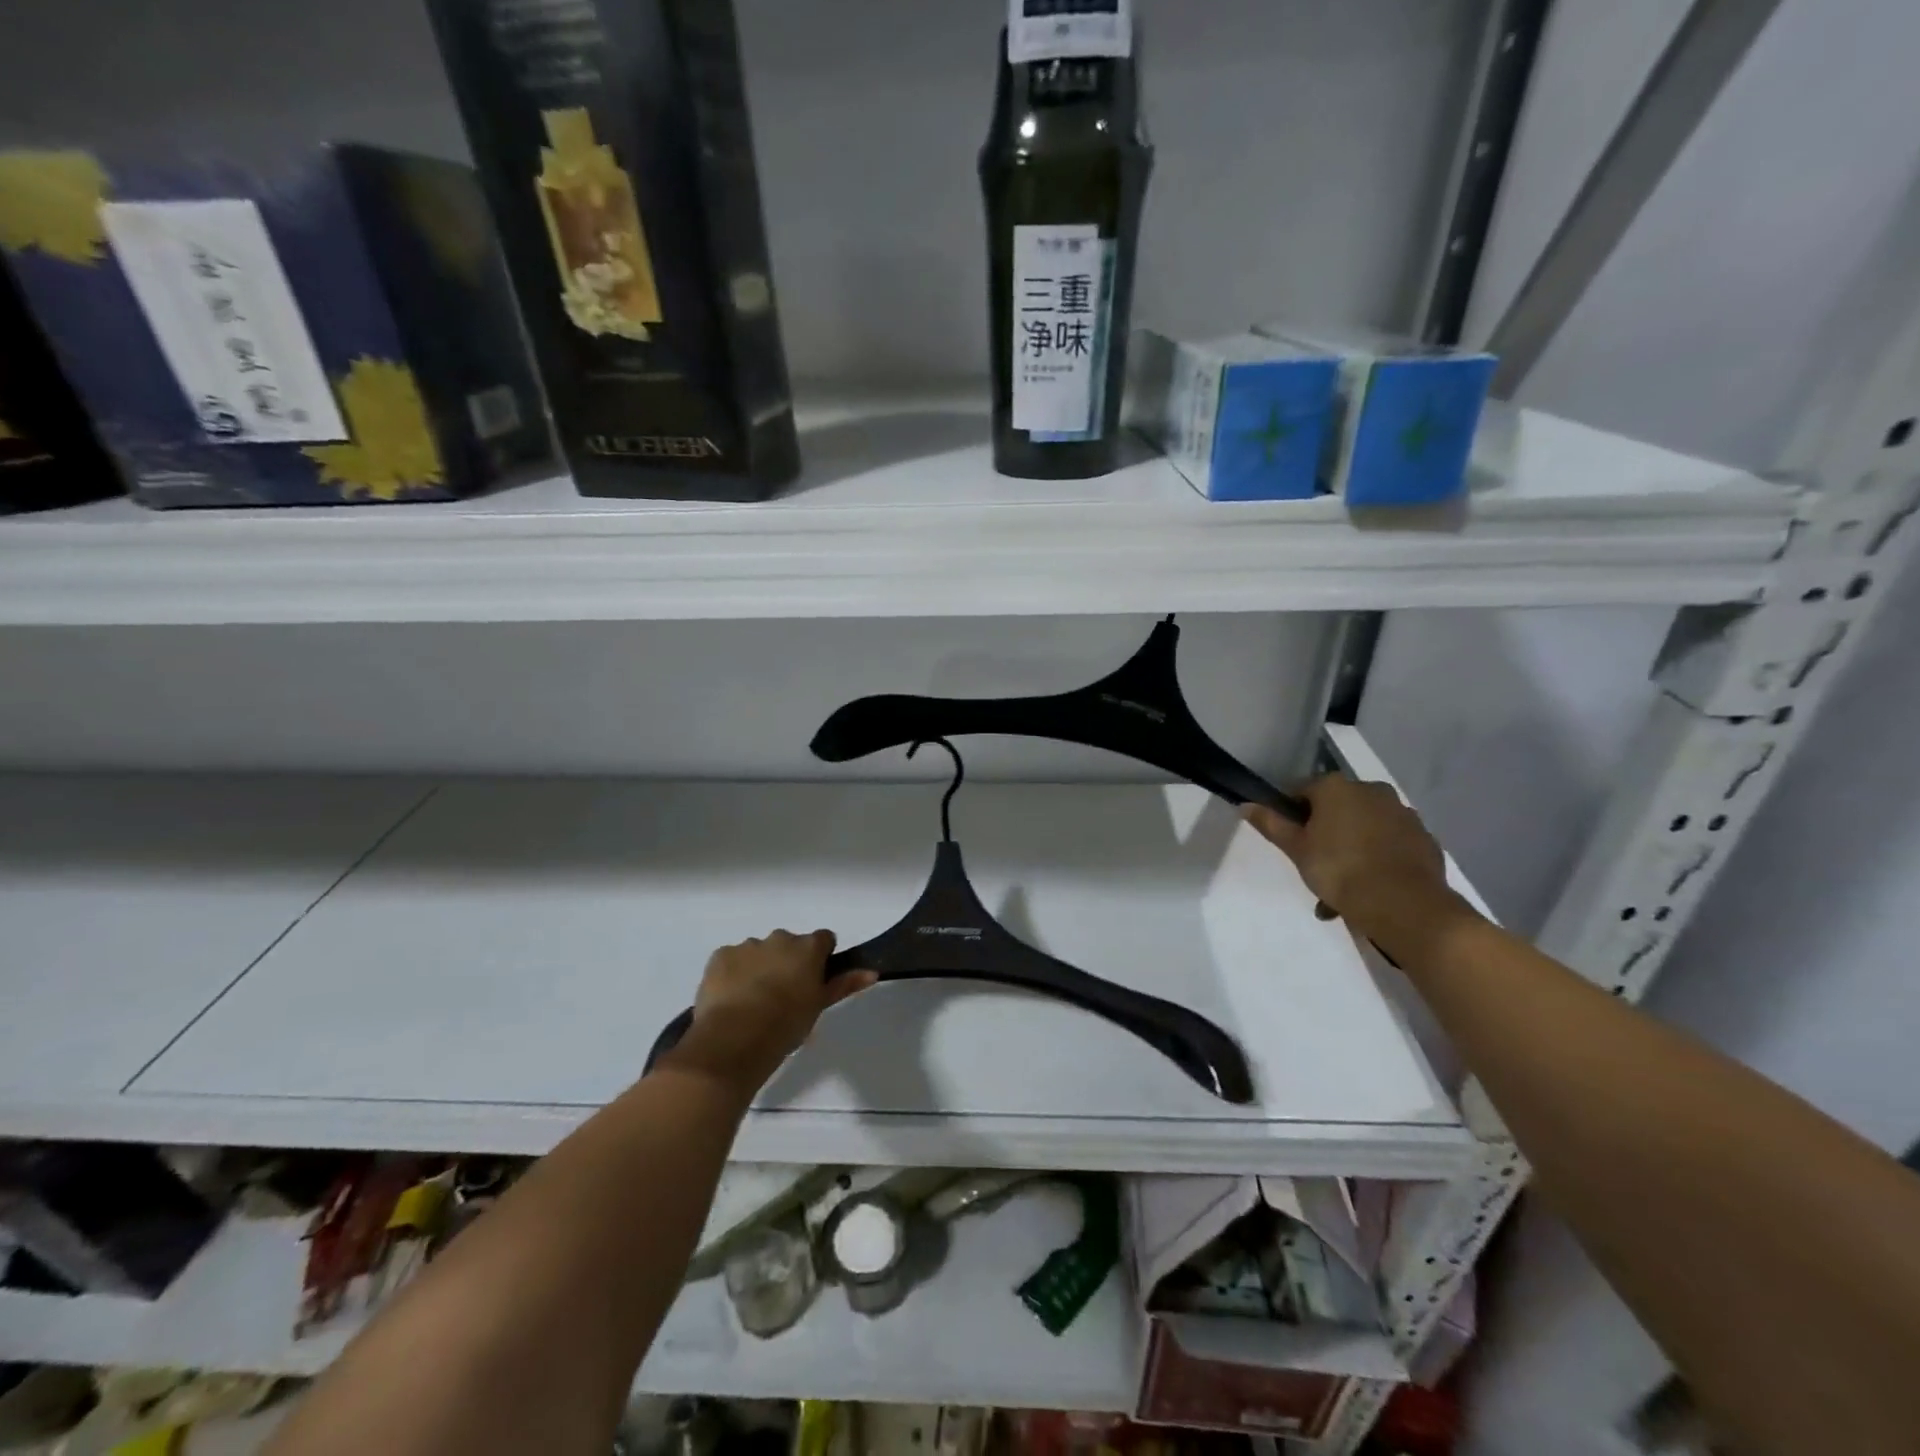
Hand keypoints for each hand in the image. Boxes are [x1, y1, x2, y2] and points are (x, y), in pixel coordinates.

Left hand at [664, 930, 876, 1091]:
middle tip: (782, 996)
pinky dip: (733, 974)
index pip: (824, 940)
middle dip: (787, 962)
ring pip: (758, 951)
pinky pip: (731, 960)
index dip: (820, 958)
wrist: (736, 1038)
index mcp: (808, 947)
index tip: (814, 980)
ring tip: (752, 1003)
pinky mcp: (720, 955)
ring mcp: (748, 945)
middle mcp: (779, 938)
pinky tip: (730, 1000)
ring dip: (759, 967)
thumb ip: (844, 984)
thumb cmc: (786, 1024)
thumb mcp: (818, 1006)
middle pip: (789, 944)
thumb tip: (873, 971)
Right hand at [1243, 776, 1470, 951]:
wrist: (1404, 904)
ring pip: (1364, 827)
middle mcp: (1371, 790)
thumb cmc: (1339, 870)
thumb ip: (1271, 824)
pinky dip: (1378, 857)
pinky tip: (1371, 887)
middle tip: (1315, 866)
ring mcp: (1402, 812)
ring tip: (1342, 888)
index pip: (1301, 791)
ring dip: (1351, 848)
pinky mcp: (1423, 837)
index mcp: (1336, 787)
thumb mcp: (1296, 849)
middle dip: (1325, 833)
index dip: (1291, 814)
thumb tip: (1245, 805)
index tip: (1290, 841)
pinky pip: (1390, 843)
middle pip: (1336, 808)